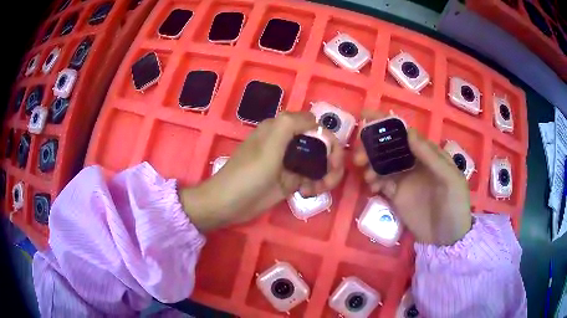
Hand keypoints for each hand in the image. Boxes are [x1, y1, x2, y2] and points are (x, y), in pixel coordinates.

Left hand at [179, 112, 345, 230]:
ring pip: (319, 163)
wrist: (229, 204)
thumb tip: (315, 120)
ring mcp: (290, 162)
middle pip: (321, 145)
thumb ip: (290, 124)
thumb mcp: (269, 145)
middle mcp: (288, 142)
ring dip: (326, 175)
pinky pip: (312, 178)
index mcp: (282, 128)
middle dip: (331, 161)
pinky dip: (316, 185)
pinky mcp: (290, 180)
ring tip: (318, 190)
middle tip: (330, 179)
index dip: (329, 141)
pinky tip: (307, 194)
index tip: (333, 161)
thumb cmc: (248, 174)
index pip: (316, 126)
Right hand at [354, 109, 471, 245]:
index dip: (385, 123)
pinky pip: (381, 182)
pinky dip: (373, 181)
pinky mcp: (397, 195)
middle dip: (372, 147)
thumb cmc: (454, 206)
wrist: (447, 239)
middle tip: (359, 157)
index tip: (365, 118)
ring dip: (370, 164)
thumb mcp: (450, 180)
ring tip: (366, 175)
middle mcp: (414, 162)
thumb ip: (431, 156)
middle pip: (389, 147)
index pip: (405, 133)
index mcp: (428, 153)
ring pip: (382, 164)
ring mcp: (405, 179)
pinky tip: (372, 187)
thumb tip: (408, 132)